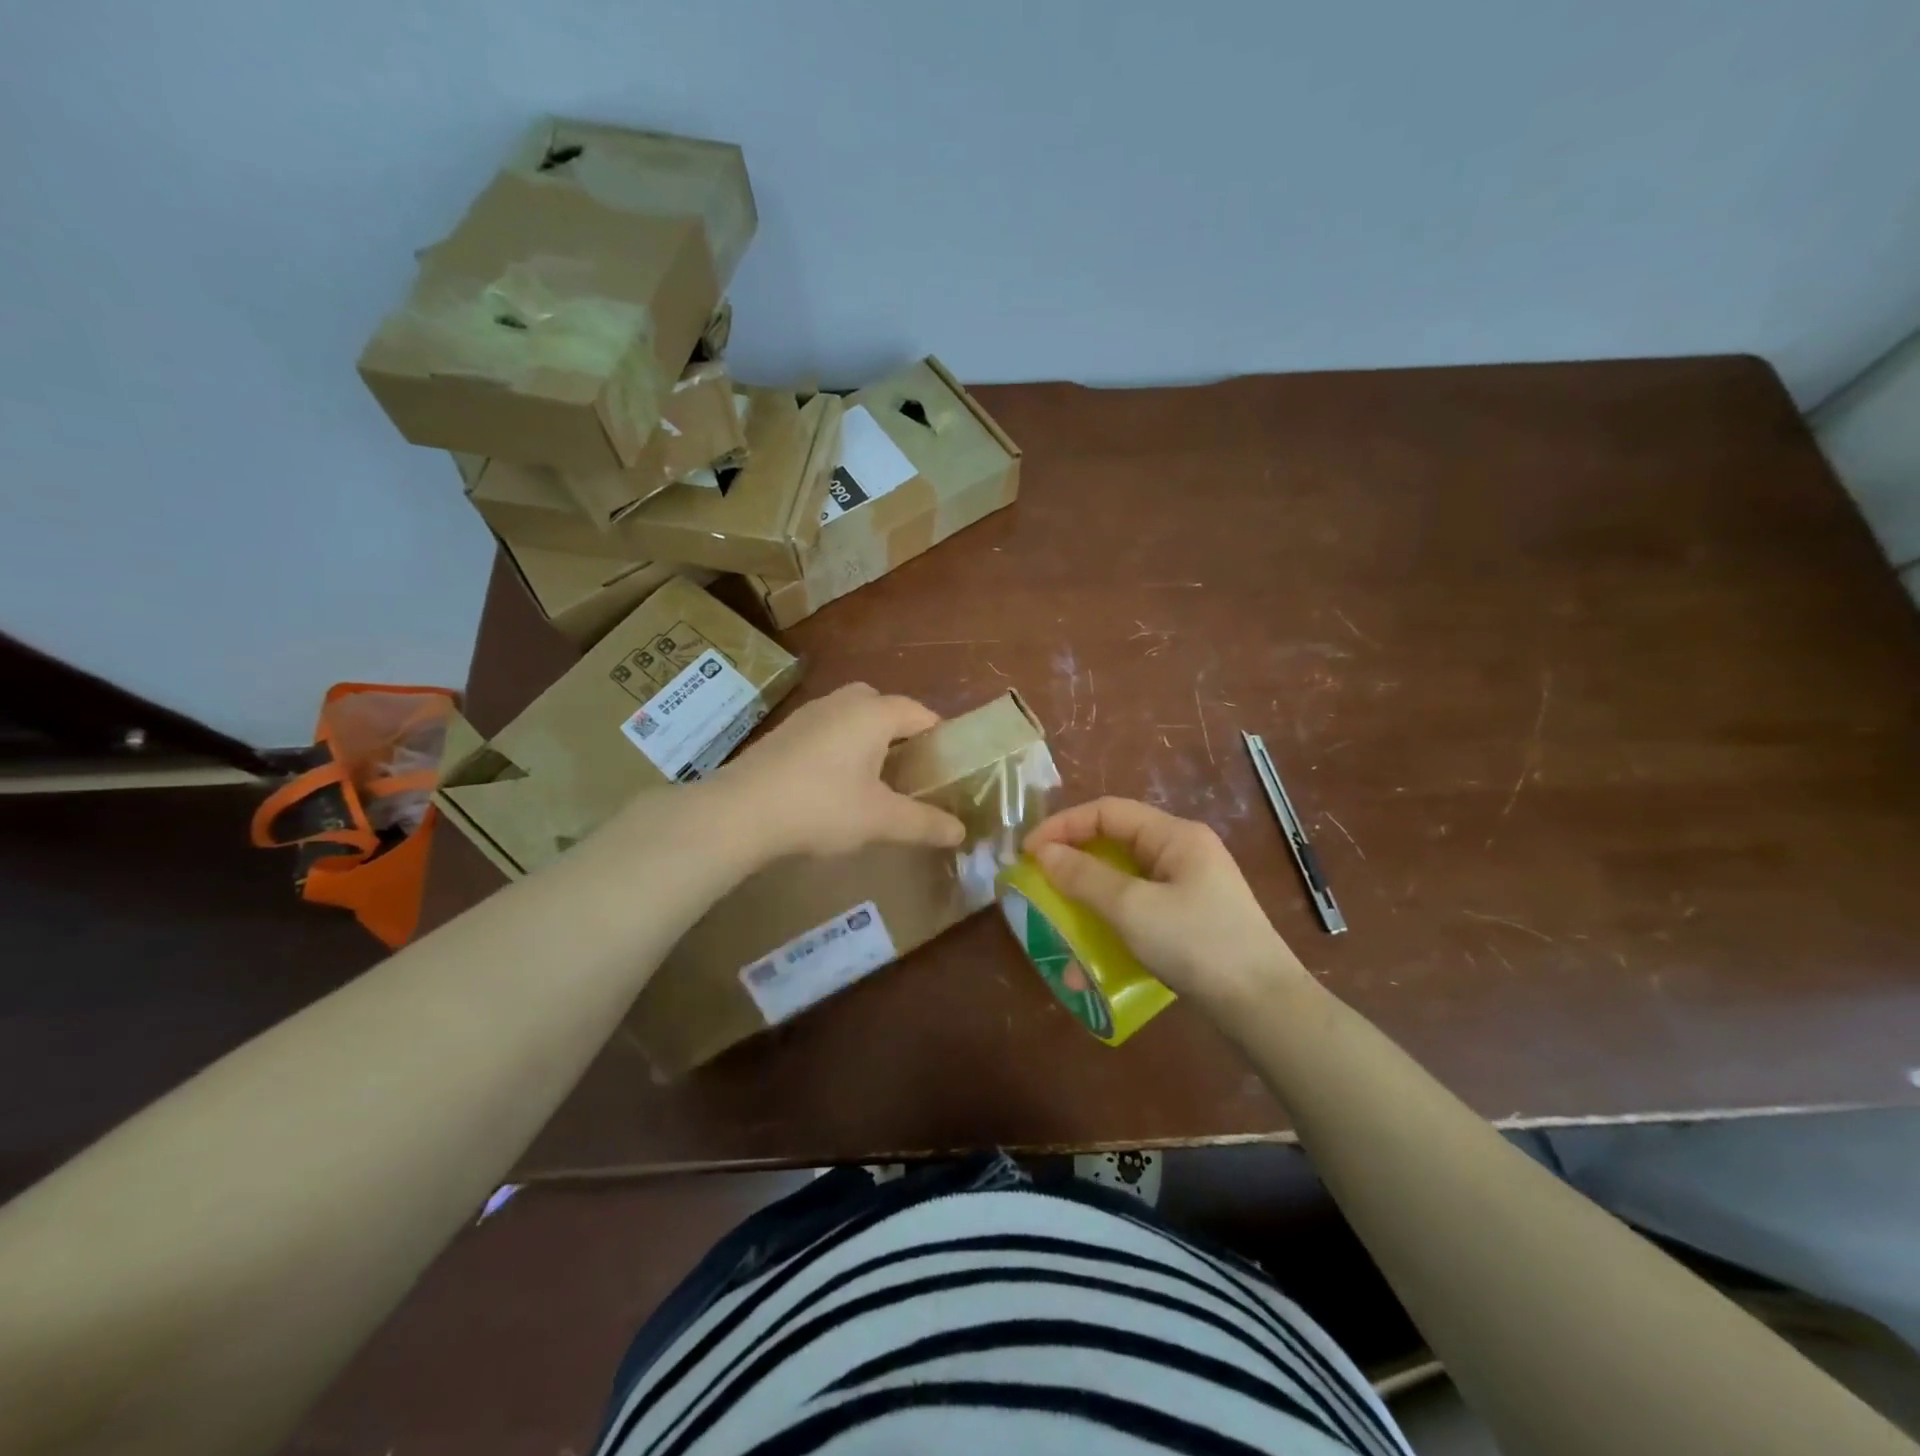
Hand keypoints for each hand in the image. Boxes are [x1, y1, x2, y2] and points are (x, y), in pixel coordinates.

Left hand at [716, 683, 964, 858]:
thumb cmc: (822, 807)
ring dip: (868, 740)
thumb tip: (960, 831)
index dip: (939, 738)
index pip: (920, 713)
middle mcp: (843, 702)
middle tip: (910, 772)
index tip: (946, 769)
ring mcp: (809, 713)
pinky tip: (834, 784)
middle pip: (885, 707)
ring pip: (852, 717)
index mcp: (873, 713)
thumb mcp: (880, 820)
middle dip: (901, 735)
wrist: (740, 811)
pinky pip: (827, 730)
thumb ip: (924, 823)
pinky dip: (840, 748)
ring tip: (875, 780)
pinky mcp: (784, 732)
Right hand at [1024, 797, 1305, 1010]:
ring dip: (1089, 895)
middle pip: (1116, 841)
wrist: (1263, 1006)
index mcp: (1174, 836)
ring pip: (1125, 877)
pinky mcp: (1191, 918)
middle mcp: (1182, 852)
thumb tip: (1044, 853)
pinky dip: (1111, 919)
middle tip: (1040, 881)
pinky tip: (1094, 950)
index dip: (1063, 825)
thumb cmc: (1196, 944)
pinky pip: (1139, 906)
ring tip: (1060, 917)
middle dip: (1073, 859)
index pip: (1107, 811)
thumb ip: (1084, 877)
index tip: (1028, 852)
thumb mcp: (1132, 908)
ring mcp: (1190, 886)